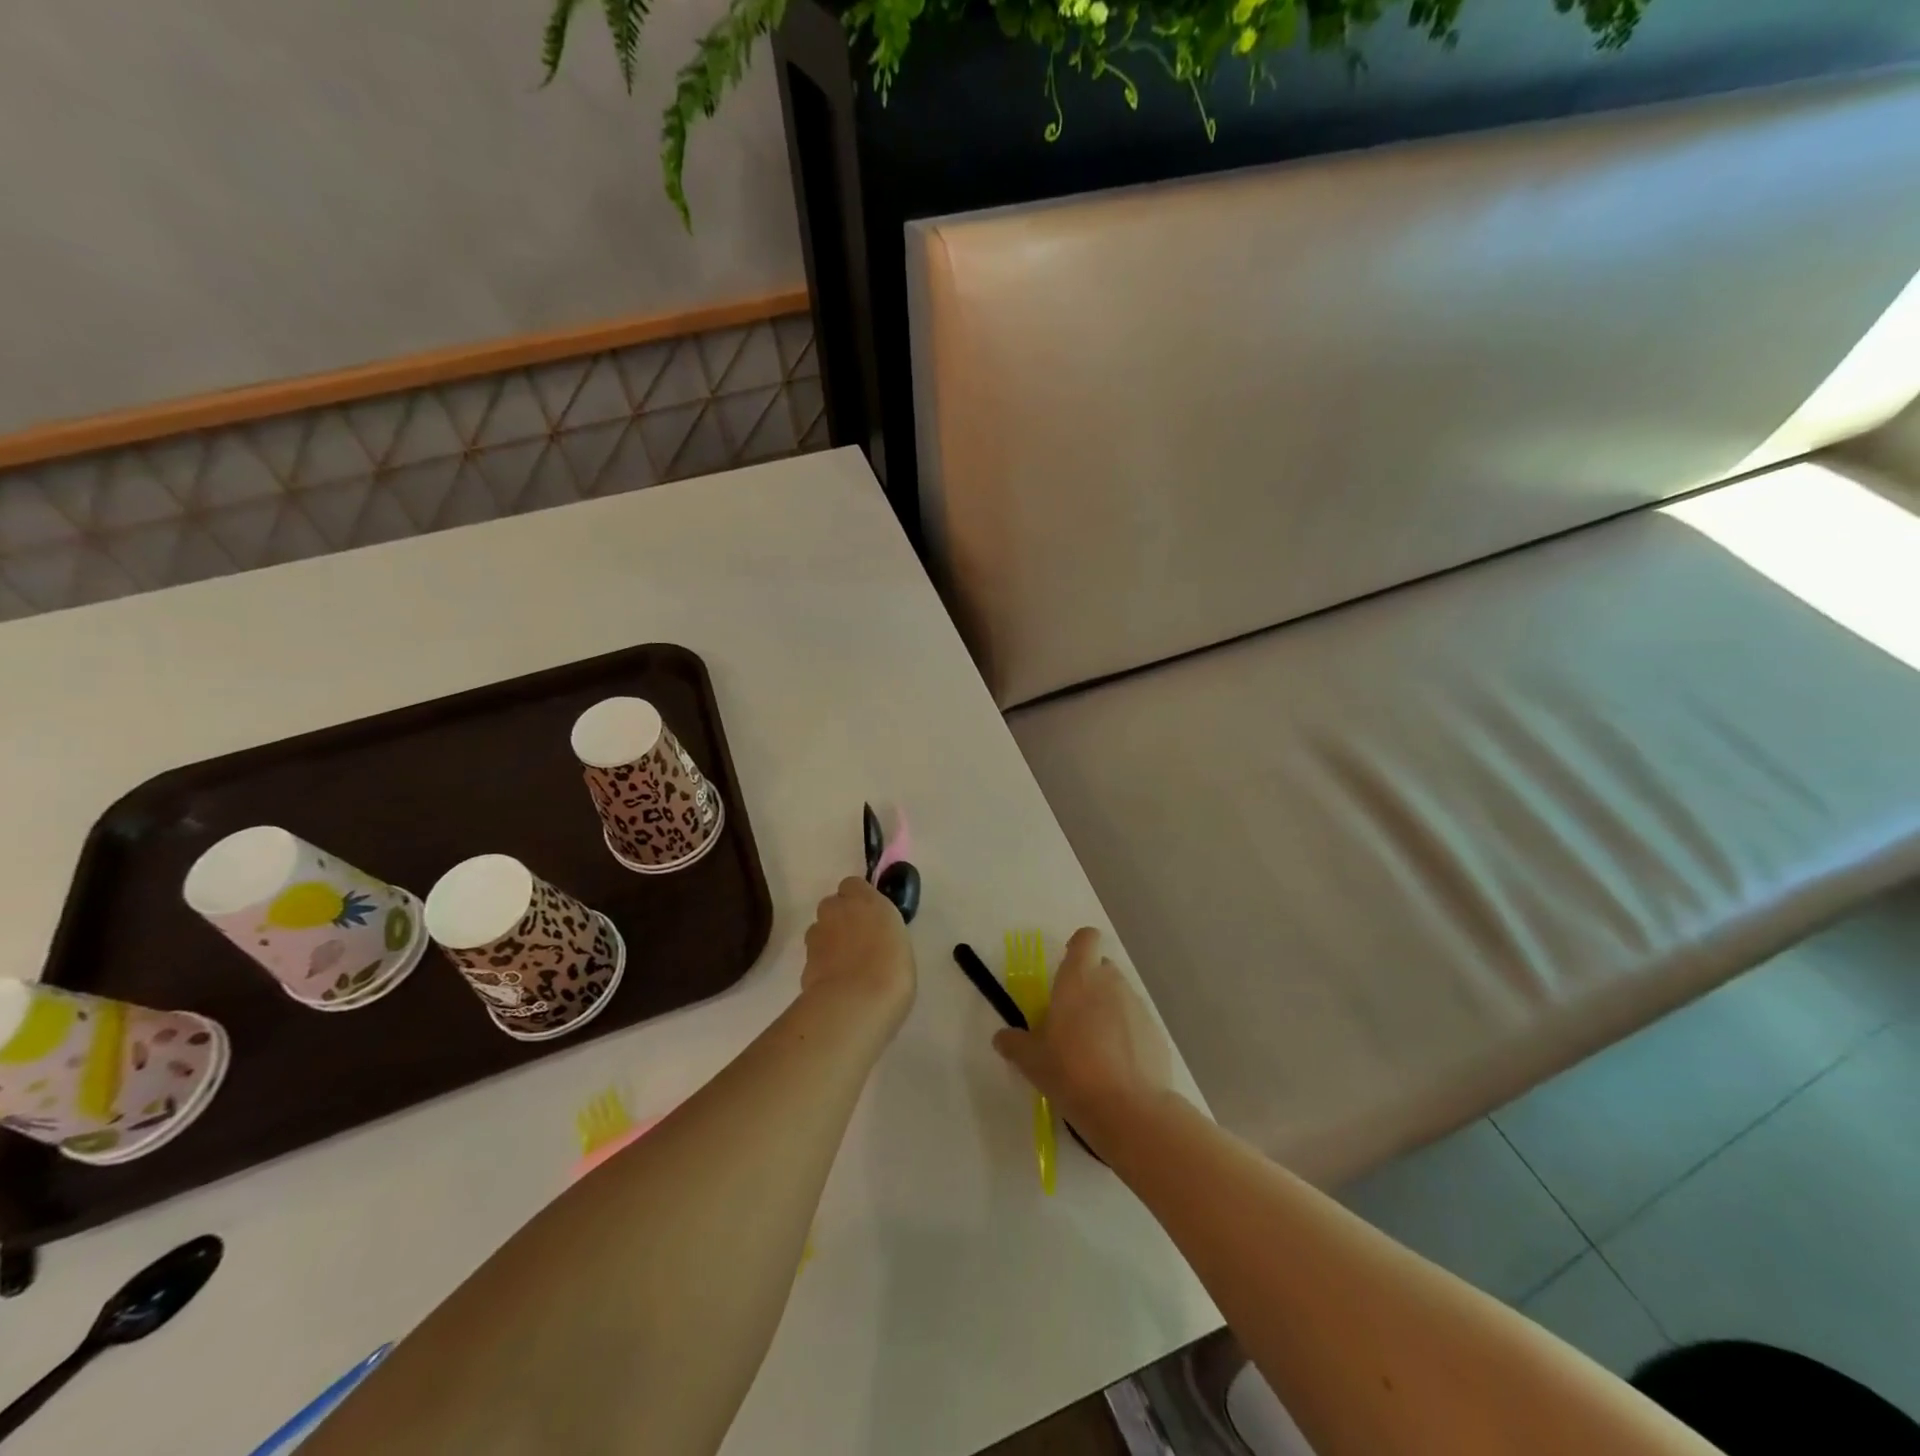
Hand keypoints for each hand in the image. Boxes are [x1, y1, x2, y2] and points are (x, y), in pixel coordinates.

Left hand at [801, 877, 916, 1032]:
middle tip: (858, 941)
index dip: (859, 899)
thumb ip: (882, 930)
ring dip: (829, 941)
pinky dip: (823, 965)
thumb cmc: (892, 969)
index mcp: (865, 900)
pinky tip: (837, 983)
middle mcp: (836, 911)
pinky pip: (815, 956)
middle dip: (840, 918)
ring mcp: (816, 936)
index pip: (852, 885)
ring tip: (847, 965)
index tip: (870, 916)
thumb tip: (875, 936)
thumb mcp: (900, 942)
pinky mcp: (804, 962)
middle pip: (832, 906)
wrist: (856, 1003)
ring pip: (820, 930)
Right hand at [992, 928, 1173, 1147]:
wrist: (1129, 1109)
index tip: (1067, 966)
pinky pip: (1136, 1024)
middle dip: (1090, 984)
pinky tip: (1117, 1067)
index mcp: (1078, 978)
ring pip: (1120, 996)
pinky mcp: (1156, 1033)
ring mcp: (1138, 1007)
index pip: (1086, 939)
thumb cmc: (1072, 1072)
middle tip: (1073, 1017)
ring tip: (1094, 1048)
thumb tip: (1002, 1038)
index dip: (1078, 946)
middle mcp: (1111, 983)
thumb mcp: (1032, 1061)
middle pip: (1102, 968)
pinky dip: (1127, 1036)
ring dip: (1108, 1010)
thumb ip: (1014, 1043)